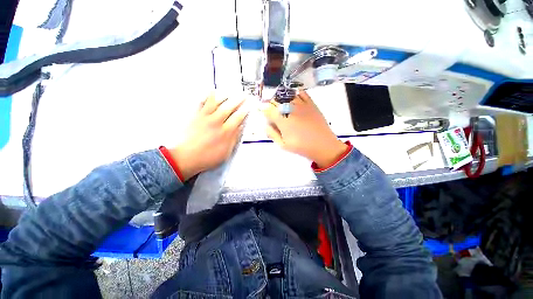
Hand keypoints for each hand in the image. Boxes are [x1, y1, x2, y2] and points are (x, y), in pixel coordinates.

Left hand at [170, 92, 248, 179]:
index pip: (238, 117)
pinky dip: (206, 96)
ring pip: (216, 103)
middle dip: (238, 100)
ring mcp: (205, 118)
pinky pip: (201, 103)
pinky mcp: (195, 116)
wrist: (185, 157)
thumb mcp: (226, 152)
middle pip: (229, 107)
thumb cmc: (206, 157)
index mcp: (225, 132)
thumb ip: (234, 139)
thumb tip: (240, 128)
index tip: (249, 106)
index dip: (245, 111)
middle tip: (243, 95)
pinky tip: (210, 92)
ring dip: (225, 96)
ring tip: (230, 92)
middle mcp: (216, 122)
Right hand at [262, 91, 346, 168]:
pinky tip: (294, 100)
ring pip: (287, 95)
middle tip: (272, 110)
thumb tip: (266, 125)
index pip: (268, 108)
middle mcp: (290, 108)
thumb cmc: (301, 146)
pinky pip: (301, 93)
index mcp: (282, 119)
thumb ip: (272, 134)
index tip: (263, 113)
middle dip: (271, 104)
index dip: (263, 109)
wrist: (323, 145)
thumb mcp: (283, 145)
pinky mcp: (311, 103)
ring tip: (282, 105)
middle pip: (276, 100)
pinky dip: (295, 94)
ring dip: (281, 99)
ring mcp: (301, 104)